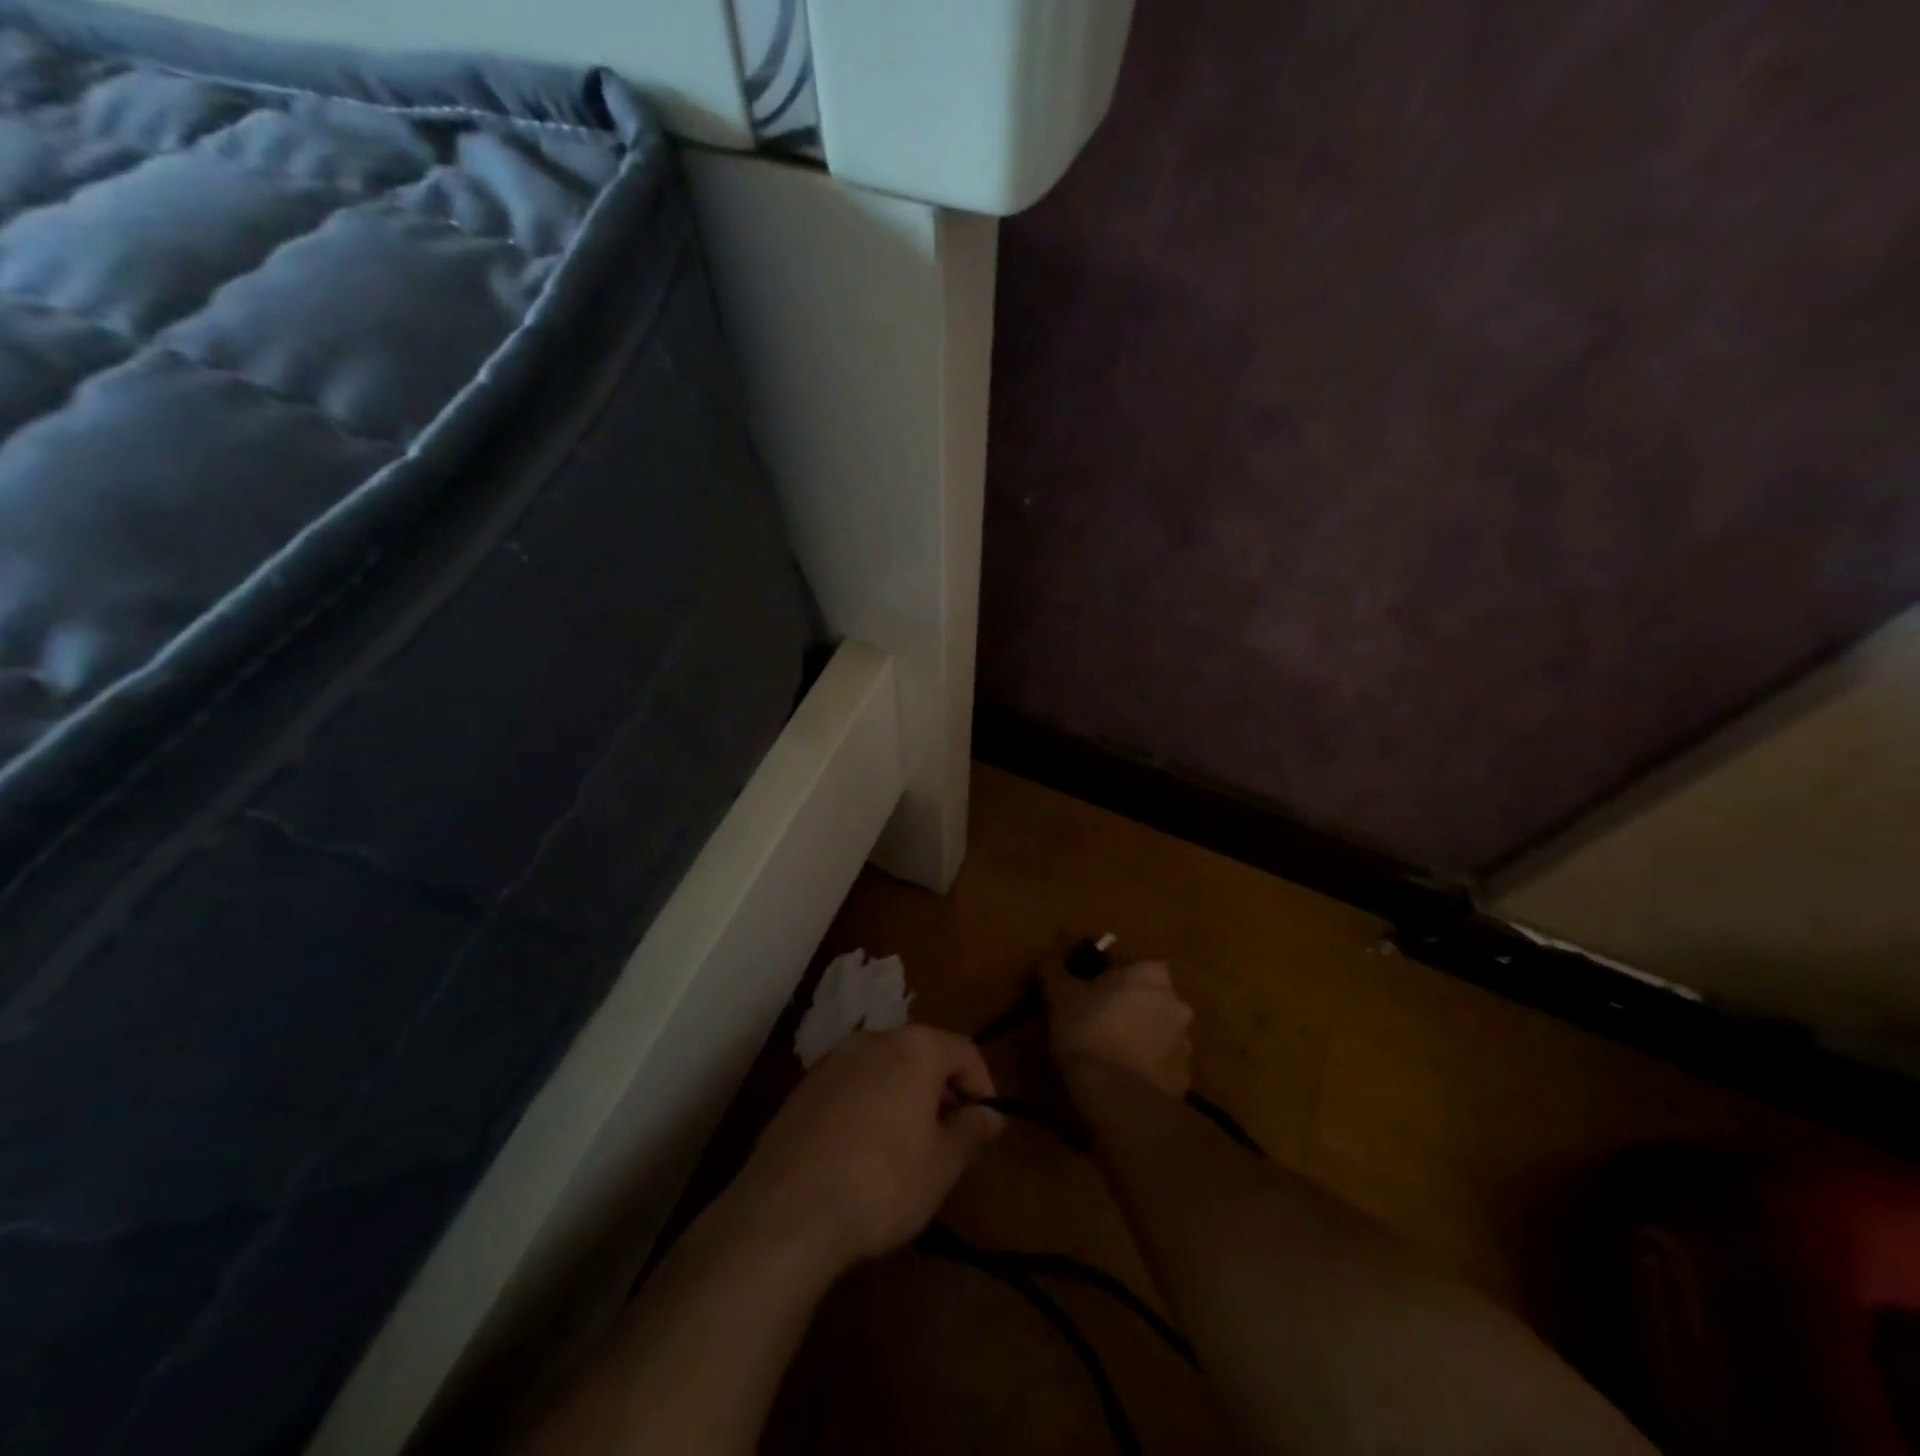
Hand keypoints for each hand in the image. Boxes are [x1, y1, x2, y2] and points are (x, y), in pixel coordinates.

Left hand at [733, 1025, 1004, 1269]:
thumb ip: (971, 1132)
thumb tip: (990, 1114)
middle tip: (949, 1138)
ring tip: (907, 1149)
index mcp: (915, 1047)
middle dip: (941, 1090)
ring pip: (883, 1070)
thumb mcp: (942, 1164)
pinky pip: (850, 1088)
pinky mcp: (802, 1089)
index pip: (963, 1050)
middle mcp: (873, 1040)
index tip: (985, 1124)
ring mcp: (832, 1061)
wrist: (787, 1209)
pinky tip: (862, 1154)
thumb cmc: (883, 1181)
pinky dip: (867, 1108)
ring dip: (902, 1098)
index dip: (982, 1085)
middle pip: (921, 1054)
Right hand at [1044, 958, 1193, 1097]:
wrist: (1117, 1095)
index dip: (1102, 977)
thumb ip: (1057, 972)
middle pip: (1146, 997)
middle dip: (1125, 1005)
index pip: (1125, 965)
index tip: (1084, 992)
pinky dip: (1144, 1066)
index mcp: (1150, 973)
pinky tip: (1121, 1077)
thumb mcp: (1061, 994)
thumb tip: (1051, 962)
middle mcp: (1176, 1001)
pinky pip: (1159, 1063)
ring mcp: (1185, 1042)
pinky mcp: (1184, 1078)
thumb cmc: (1088, 1030)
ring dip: (1138, 1035)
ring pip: (1156, 1030)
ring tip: (1108, 1052)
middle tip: (1095, 1020)